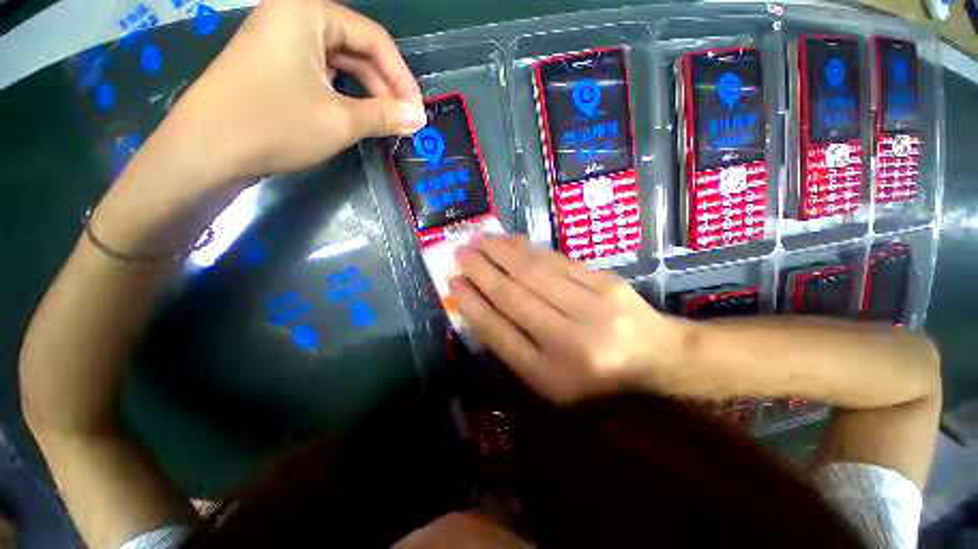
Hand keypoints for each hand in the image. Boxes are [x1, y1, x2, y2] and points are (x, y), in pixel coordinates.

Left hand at [155, 0, 425, 186]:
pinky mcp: (274, 64)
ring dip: (368, 92)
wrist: (205, 150)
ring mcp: (280, 40)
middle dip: (386, 87)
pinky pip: (321, 73)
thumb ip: (385, 115)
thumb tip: (419, 119)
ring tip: (388, 122)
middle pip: (357, 48)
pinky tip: (359, 115)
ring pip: (340, 62)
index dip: (402, 78)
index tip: (418, 112)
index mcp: (309, 12)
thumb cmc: (275, 125)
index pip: (374, 39)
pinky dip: (345, 94)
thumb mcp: (340, 121)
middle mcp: (294, 16)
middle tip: (406, 121)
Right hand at [449, 236, 685, 403]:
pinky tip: (510, 240)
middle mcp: (569, 341)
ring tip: (479, 240)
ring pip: (534, 272)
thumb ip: (514, 347)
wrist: (653, 356)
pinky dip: (529, 249)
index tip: (453, 283)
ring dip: (501, 253)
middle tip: (460, 253)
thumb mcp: (548, 379)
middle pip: (514, 296)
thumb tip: (479, 306)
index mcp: (550, 374)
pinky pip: (557, 261)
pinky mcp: (605, 282)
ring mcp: (592, 308)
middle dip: (482, 271)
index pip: (499, 332)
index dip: (473, 305)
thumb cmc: (593, 377)